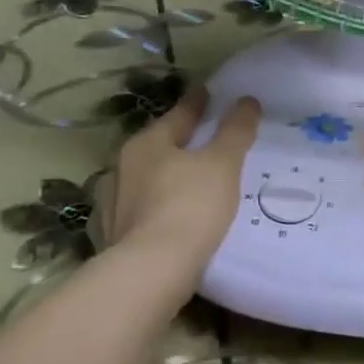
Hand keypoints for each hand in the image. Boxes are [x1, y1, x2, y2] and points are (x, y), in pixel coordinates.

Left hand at [105, 89, 260, 270]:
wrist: (151, 272)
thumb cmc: (190, 207)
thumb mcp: (222, 164)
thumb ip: (235, 131)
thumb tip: (247, 100)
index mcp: (147, 143)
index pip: (179, 114)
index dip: (198, 102)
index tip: (208, 91)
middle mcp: (124, 167)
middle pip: (160, 145)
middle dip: (181, 139)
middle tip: (207, 136)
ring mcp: (116, 203)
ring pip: (150, 177)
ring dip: (170, 174)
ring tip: (195, 177)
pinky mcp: (117, 235)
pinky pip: (145, 208)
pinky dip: (162, 203)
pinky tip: (175, 212)